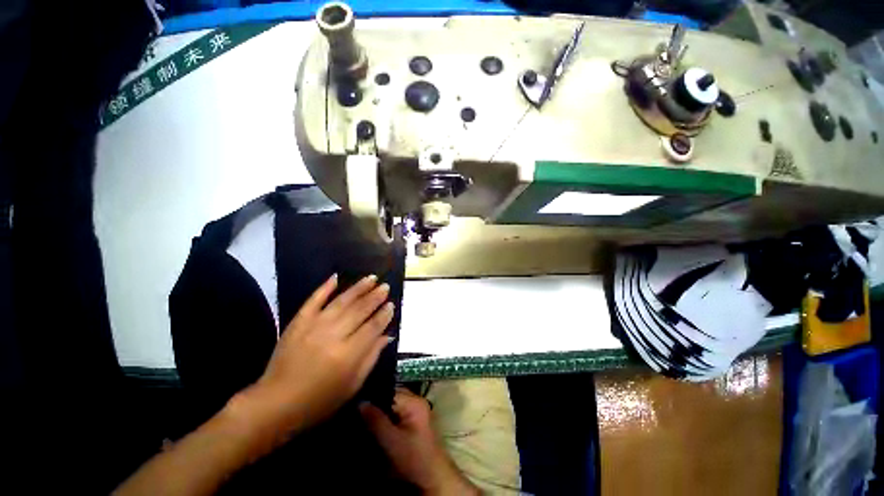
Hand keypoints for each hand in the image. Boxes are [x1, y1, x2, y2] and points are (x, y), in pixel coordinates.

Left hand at [237, 274, 394, 442]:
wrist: (275, 403)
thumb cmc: (319, 400)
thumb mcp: (352, 385)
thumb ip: (371, 357)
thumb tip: (387, 335)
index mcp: (348, 354)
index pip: (373, 327)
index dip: (384, 315)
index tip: (392, 305)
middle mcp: (333, 335)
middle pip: (360, 310)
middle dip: (375, 297)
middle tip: (385, 287)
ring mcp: (314, 325)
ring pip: (342, 301)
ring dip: (358, 288)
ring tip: (372, 278)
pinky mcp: (299, 322)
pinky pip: (314, 300)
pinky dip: (325, 287)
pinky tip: (336, 277)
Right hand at [360, 389, 479, 495]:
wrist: (433, 478)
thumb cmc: (413, 459)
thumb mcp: (391, 441)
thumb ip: (376, 420)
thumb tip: (360, 402)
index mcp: (414, 401)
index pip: (390, 390)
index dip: (373, 396)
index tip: (357, 403)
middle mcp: (416, 401)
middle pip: (391, 396)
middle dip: (376, 404)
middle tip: (358, 411)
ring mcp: (416, 411)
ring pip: (392, 405)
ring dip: (380, 412)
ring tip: (363, 418)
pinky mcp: (413, 422)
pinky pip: (396, 413)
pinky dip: (386, 418)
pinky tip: (374, 426)